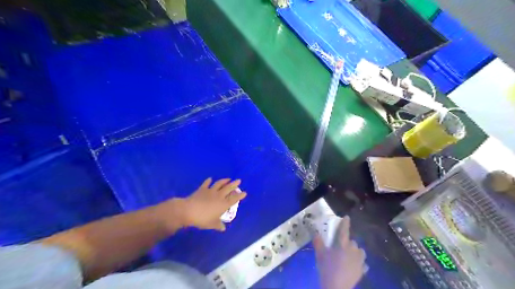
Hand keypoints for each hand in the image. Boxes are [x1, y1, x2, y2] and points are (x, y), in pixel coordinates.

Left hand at [153, 179, 245, 231]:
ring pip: (219, 184)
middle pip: (229, 188)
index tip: (244, 192)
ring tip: (228, 179)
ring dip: (224, 180)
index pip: (234, 199)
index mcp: (223, 204)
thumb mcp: (212, 224)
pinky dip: (208, 181)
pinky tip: (210, 179)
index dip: (240, 196)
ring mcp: (210, 191)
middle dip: (234, 184)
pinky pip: (206, 183)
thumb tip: (223, 228)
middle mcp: (219, 196)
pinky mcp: (202, 189)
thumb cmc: (202, 219)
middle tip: (239, 180)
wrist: (189, 211)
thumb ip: (218, 225)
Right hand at [314, 215, 365, 288]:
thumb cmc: (327, 268)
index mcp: (342, 244)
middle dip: (348, 242)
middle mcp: (353, 250)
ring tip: (350, 255)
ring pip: (360, 251)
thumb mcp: (320, 254)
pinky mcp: (362, 270)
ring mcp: (359, 260)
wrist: (337, 286)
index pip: (344, 230)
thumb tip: (316, 233)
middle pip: (353, 242)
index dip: (345, 223)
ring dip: (356, 251)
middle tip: (341, 247)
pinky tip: (355, 266)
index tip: (347, 217)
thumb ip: (318, 242)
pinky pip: (363, 263)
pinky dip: (360, 263)